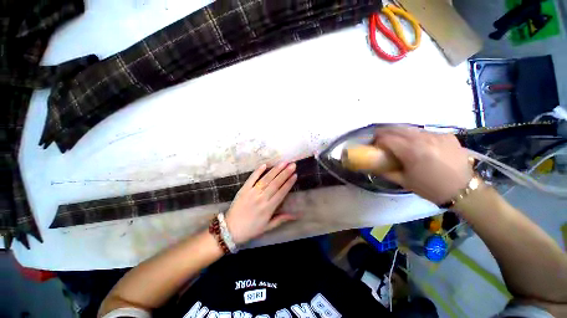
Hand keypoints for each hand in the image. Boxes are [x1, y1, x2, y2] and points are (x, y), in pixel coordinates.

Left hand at [225, 162, 297, 244]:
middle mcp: (262, 198)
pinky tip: (265, 164)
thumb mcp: (268, 227)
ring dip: (275, 170)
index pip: (281, 192)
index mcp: (268, 208)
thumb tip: (296, 215)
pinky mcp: (244, 189)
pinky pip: (252, 178)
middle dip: (285, 173)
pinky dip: (258, 171)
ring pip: (266, 179)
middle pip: (275, 183)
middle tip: (292, 165)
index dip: (289, 183)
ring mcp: (252, 192)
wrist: (230, 229)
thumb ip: (281, 219)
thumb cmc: (251, 229)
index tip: (295, 175)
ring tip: (283, 163)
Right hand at [374, 126, 472, 204]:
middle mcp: (424, 139)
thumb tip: (374, 165)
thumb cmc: (430, 188)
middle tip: (379, 138)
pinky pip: (425, 132)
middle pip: (397, 129)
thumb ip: (386, 171)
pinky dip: (416, 136)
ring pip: (411, 129)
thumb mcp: (403, 181)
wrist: (464, 190)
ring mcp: (437, 135)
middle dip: (385, 132)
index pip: (387, 138)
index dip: (377, 140)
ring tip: (397, 140)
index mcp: (412, 151)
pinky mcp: (447, 135)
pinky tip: (418, 144)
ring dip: (400, 133)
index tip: (374, 145)